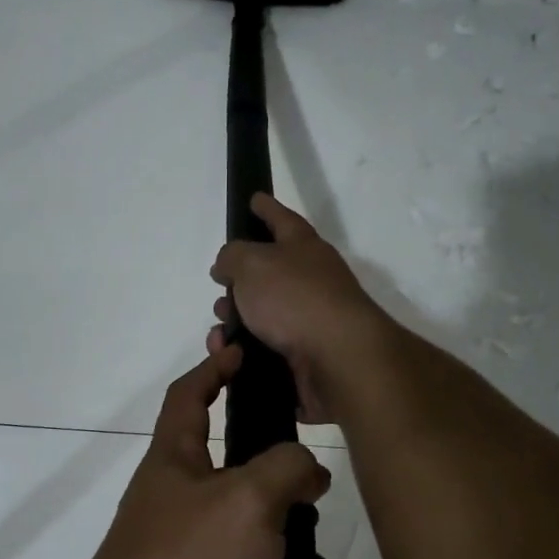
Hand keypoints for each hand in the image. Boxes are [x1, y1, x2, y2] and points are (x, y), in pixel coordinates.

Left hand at [61, 344, 331, 558]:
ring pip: (258, 542)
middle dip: (286, 496)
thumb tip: (306, 470)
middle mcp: (177, 503)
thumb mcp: (248, 500)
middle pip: (241, 477)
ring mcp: (186, 557)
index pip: (188, 395)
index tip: (242, 352)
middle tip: (316, 509)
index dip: (214, 368)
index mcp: (174, 462)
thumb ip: (287, 468)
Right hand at [208, 192, 389, 423]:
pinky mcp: (304, 356)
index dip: (265, 208)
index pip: (281, 219)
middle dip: (237, 282)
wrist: (338, 359)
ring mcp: (309, 320)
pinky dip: (242, 351)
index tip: (254, 198)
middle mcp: (310, 280)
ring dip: (234, 321)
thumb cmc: (295, 299)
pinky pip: (263, 349)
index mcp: (303, 248)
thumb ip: (232, 256)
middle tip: (220, 289)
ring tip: (220, 334)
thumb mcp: (252, 263)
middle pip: (267, 273)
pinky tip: (229, 356)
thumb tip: (227, 267)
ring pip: (261, 314)